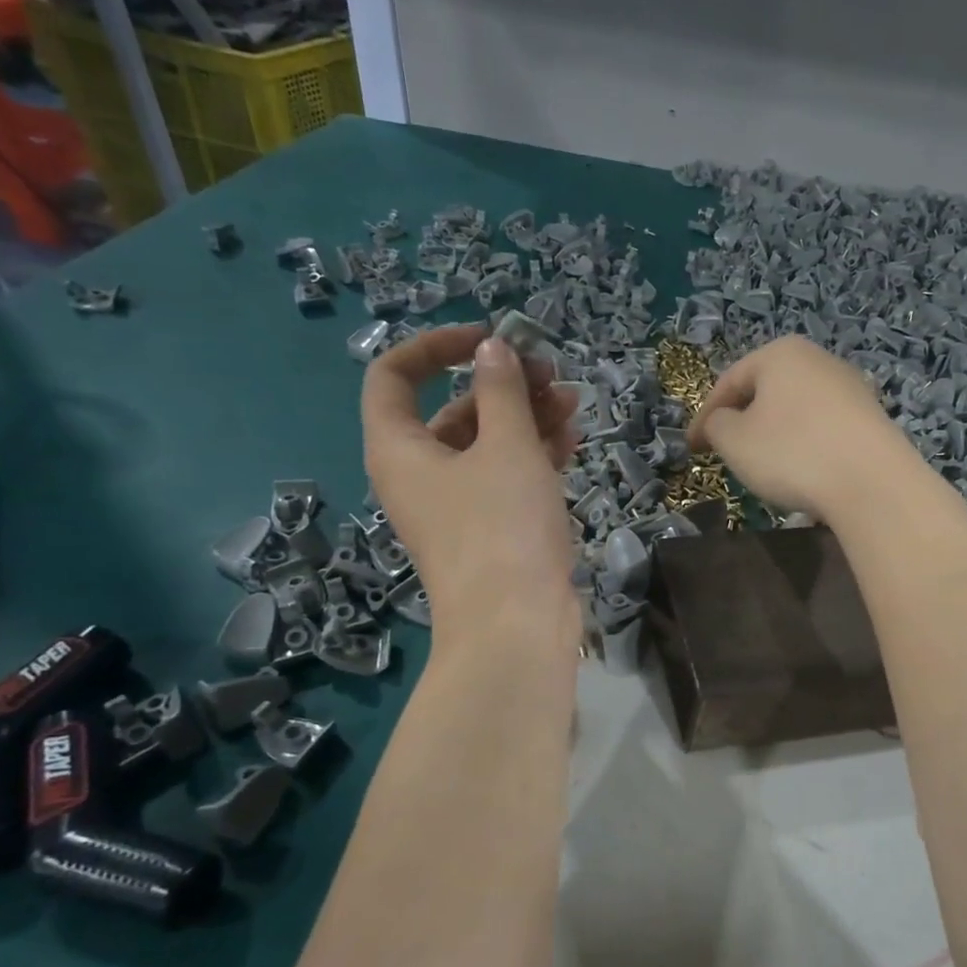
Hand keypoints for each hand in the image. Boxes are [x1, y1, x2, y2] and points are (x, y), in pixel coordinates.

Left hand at [363, 324, 580, 644]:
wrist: (516, 626)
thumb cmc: (502, 527)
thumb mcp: (506, 447)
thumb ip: (501, 390)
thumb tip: (493, 350)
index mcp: (399, 449)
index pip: (395, 375)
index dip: (437, 346)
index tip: (489, 340)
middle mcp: (419, 474)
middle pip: (452, 409)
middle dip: (501, 385)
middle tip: (549, 373)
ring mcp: (456, 505)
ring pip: (486, 444)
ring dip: (526, 417)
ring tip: (572, 401)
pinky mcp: (489, 529)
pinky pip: (505, 477)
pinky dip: (533, 454)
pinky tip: (571, 438)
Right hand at [687, 337, 926, 523]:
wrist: (873, 483)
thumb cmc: (792, 453)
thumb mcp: (734, 441)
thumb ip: (716, 425)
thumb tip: (722, 421)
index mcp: (780, 353)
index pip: (729, 382)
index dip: (704, 417)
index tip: (691, 448)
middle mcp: (818, 359)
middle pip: (766, 391)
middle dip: (742, 421)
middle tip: (725, 452)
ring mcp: (850, 386)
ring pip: (795, 409)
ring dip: (774, 433)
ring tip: (763, 465)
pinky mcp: (871, 417)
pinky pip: (823, 427)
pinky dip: (804, 444)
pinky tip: (803, 471)